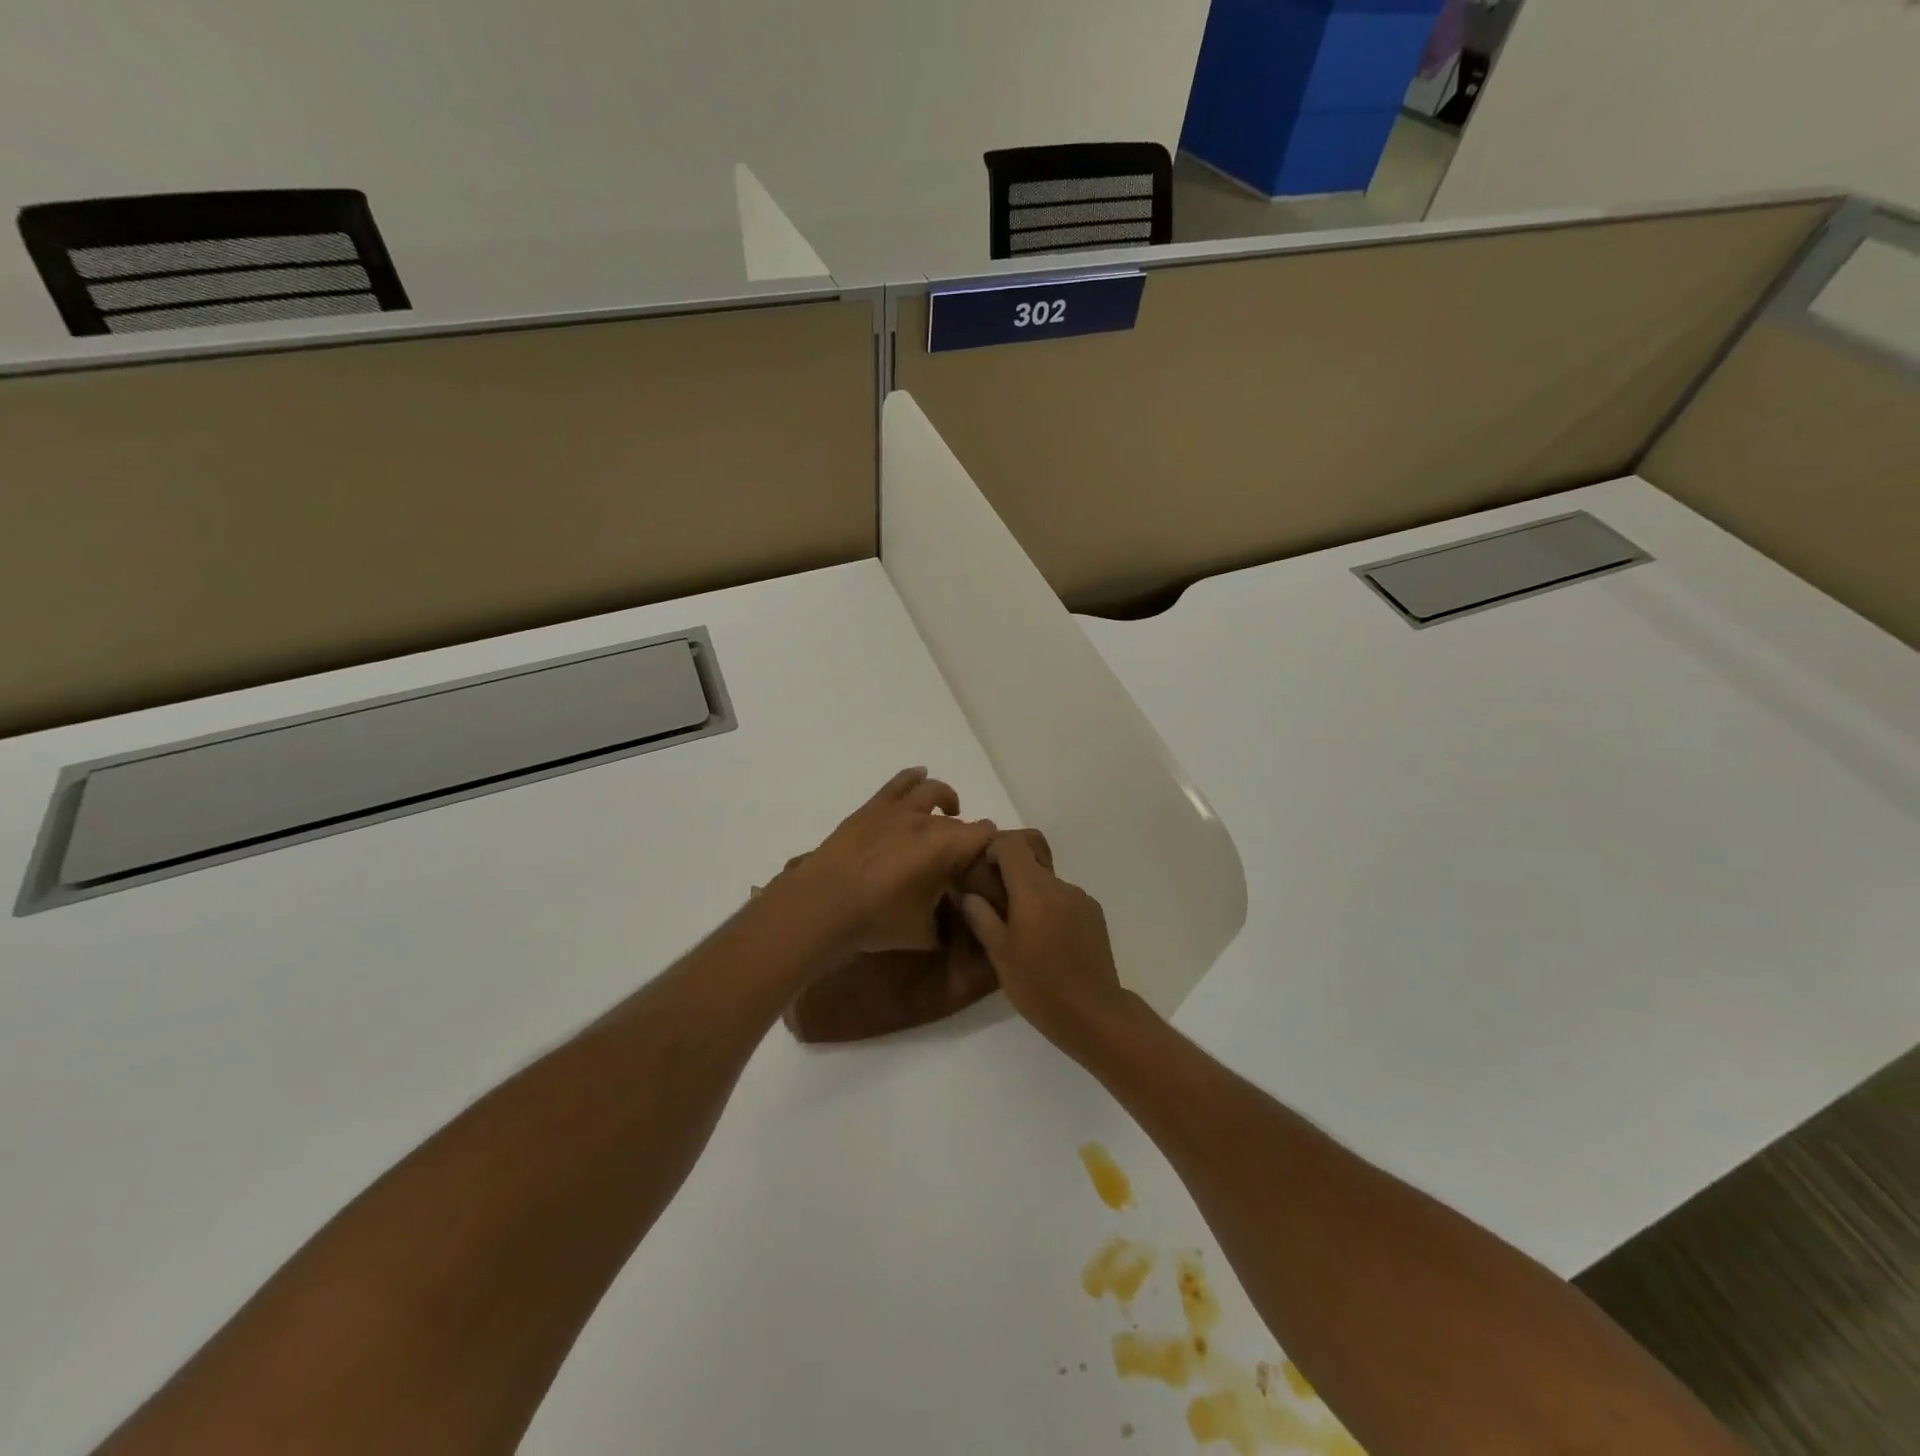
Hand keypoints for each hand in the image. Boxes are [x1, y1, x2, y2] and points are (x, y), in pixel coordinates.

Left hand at [776, 768, 996, 955]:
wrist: (822, 905)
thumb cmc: (877, 920)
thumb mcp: (923, 934)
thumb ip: (946, 925)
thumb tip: (954, 921)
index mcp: (946, 847)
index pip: (985, 834)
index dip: (990, 847)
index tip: (984, 864)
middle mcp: (927, 821)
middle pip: (958, 822)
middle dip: (963, 838)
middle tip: (957, 861)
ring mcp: (897, 810)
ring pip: (932, 791)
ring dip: (947, 800)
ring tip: (948, 811)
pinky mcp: (872, 807)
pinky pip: (900, 782)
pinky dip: (915, 778)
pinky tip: (920, 779)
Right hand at [961, 832, 1129, 1052]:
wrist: (1093, 1014)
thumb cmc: (1039, 985)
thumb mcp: (999, 953)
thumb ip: (981, 917)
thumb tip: (970, 894)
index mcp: (1034, 890)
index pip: (1012, 845)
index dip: (993, 848)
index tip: (981, 870)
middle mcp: (1060, 886)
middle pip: (1031, 861)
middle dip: (1009, 874)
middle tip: (993, 903)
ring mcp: (1081, 899)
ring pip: (1047, 883)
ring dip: (1030, 894)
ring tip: (1021, 929)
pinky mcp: (1095, 915)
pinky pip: (1064, 899)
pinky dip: (1049, 908)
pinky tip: (1046, 940)